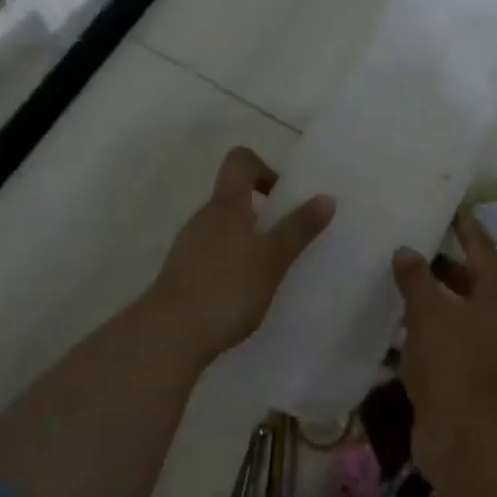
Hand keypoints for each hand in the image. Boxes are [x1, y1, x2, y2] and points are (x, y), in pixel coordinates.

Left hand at [149, 147, 334, 363]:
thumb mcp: (273, 258)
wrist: (170, 335)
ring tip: (272, 270)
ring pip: (224, 227)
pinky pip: (214, 253)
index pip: (240, 161)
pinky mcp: (183, 272)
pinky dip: (233, 262)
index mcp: (226, 204)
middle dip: (264, 211)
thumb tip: (326, 197)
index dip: (264, 169)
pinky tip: (246, 292)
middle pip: (233, 196)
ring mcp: (189, 245)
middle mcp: (204, 216)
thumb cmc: (228, 287)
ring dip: (249, 239)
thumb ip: (299, 228)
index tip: (283, 198)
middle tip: (288, 239)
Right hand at [392, 208, 496, 466]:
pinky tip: (396, 325)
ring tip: (398, 278)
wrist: (471, 442)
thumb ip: (417, 279)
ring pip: (456, 313)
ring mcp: (484, 350)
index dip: (466, 227)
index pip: (482, 249)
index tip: (452, 207)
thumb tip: (406, 250)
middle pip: (471, 281)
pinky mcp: (467, 377)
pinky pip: (444, 342)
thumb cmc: (456, 365)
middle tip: (413, 242)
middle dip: (444, 263)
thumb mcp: (431, 314)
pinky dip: (424, 331)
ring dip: (432, 299)